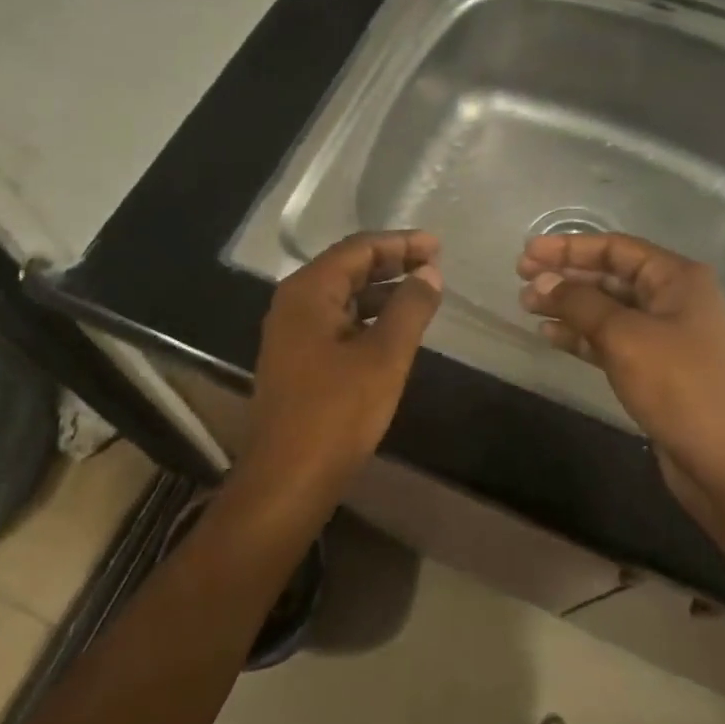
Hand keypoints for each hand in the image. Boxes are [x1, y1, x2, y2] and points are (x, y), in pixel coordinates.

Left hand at [246, 230, 443, 484]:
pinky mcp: (297, 361)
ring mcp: (291, 334)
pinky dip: (367, 318)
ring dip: (381, 291)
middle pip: (347, 268)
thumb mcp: (384, 356)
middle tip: (434, 265)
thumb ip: (410, 308)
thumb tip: (430, 273)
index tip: (438, 246)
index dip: (400, 243)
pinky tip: (394, 330)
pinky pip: (337, 323)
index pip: (358, 249)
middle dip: (392, 263)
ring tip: (421, 294)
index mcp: (308, 292)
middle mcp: (293, 304)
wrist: (287, 480)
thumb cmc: (336, 413)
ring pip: (342, 297)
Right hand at [518, 232, 724, 510]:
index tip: (527, 253)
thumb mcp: (624, 336)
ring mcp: (665, 336)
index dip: (568, 247)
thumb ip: (580, 303)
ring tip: (527, 307)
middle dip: (565, 276)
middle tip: (521, 279)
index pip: (615, 249)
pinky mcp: (655, 368)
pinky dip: (581, 336)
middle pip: (610, 276)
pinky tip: (550, 335)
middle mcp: (673, 299)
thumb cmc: (679, 385)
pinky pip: (611, 340)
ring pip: (607, 309)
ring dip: (568, 306)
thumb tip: (542, 281)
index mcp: (676, 278)